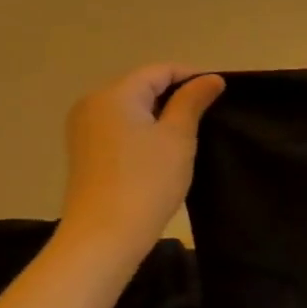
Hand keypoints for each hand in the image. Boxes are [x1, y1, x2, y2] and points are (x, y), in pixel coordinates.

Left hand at [58, 64, 225, 253]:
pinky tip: (164, 149)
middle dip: (177, 94)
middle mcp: (93, 104)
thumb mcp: (178, 137)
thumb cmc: (146, 181)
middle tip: (210, 113)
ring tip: (192, 131)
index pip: (160, 70)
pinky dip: (144, 129)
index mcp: (115, 94)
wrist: (104, 236)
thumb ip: (193, 101)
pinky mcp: (85, 152)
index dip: (193, 76)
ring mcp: (84, 129)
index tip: (221, 92)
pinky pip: (121, 126)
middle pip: (143, 86)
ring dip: (162, 113)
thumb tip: (210, 78)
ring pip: (132, 107)